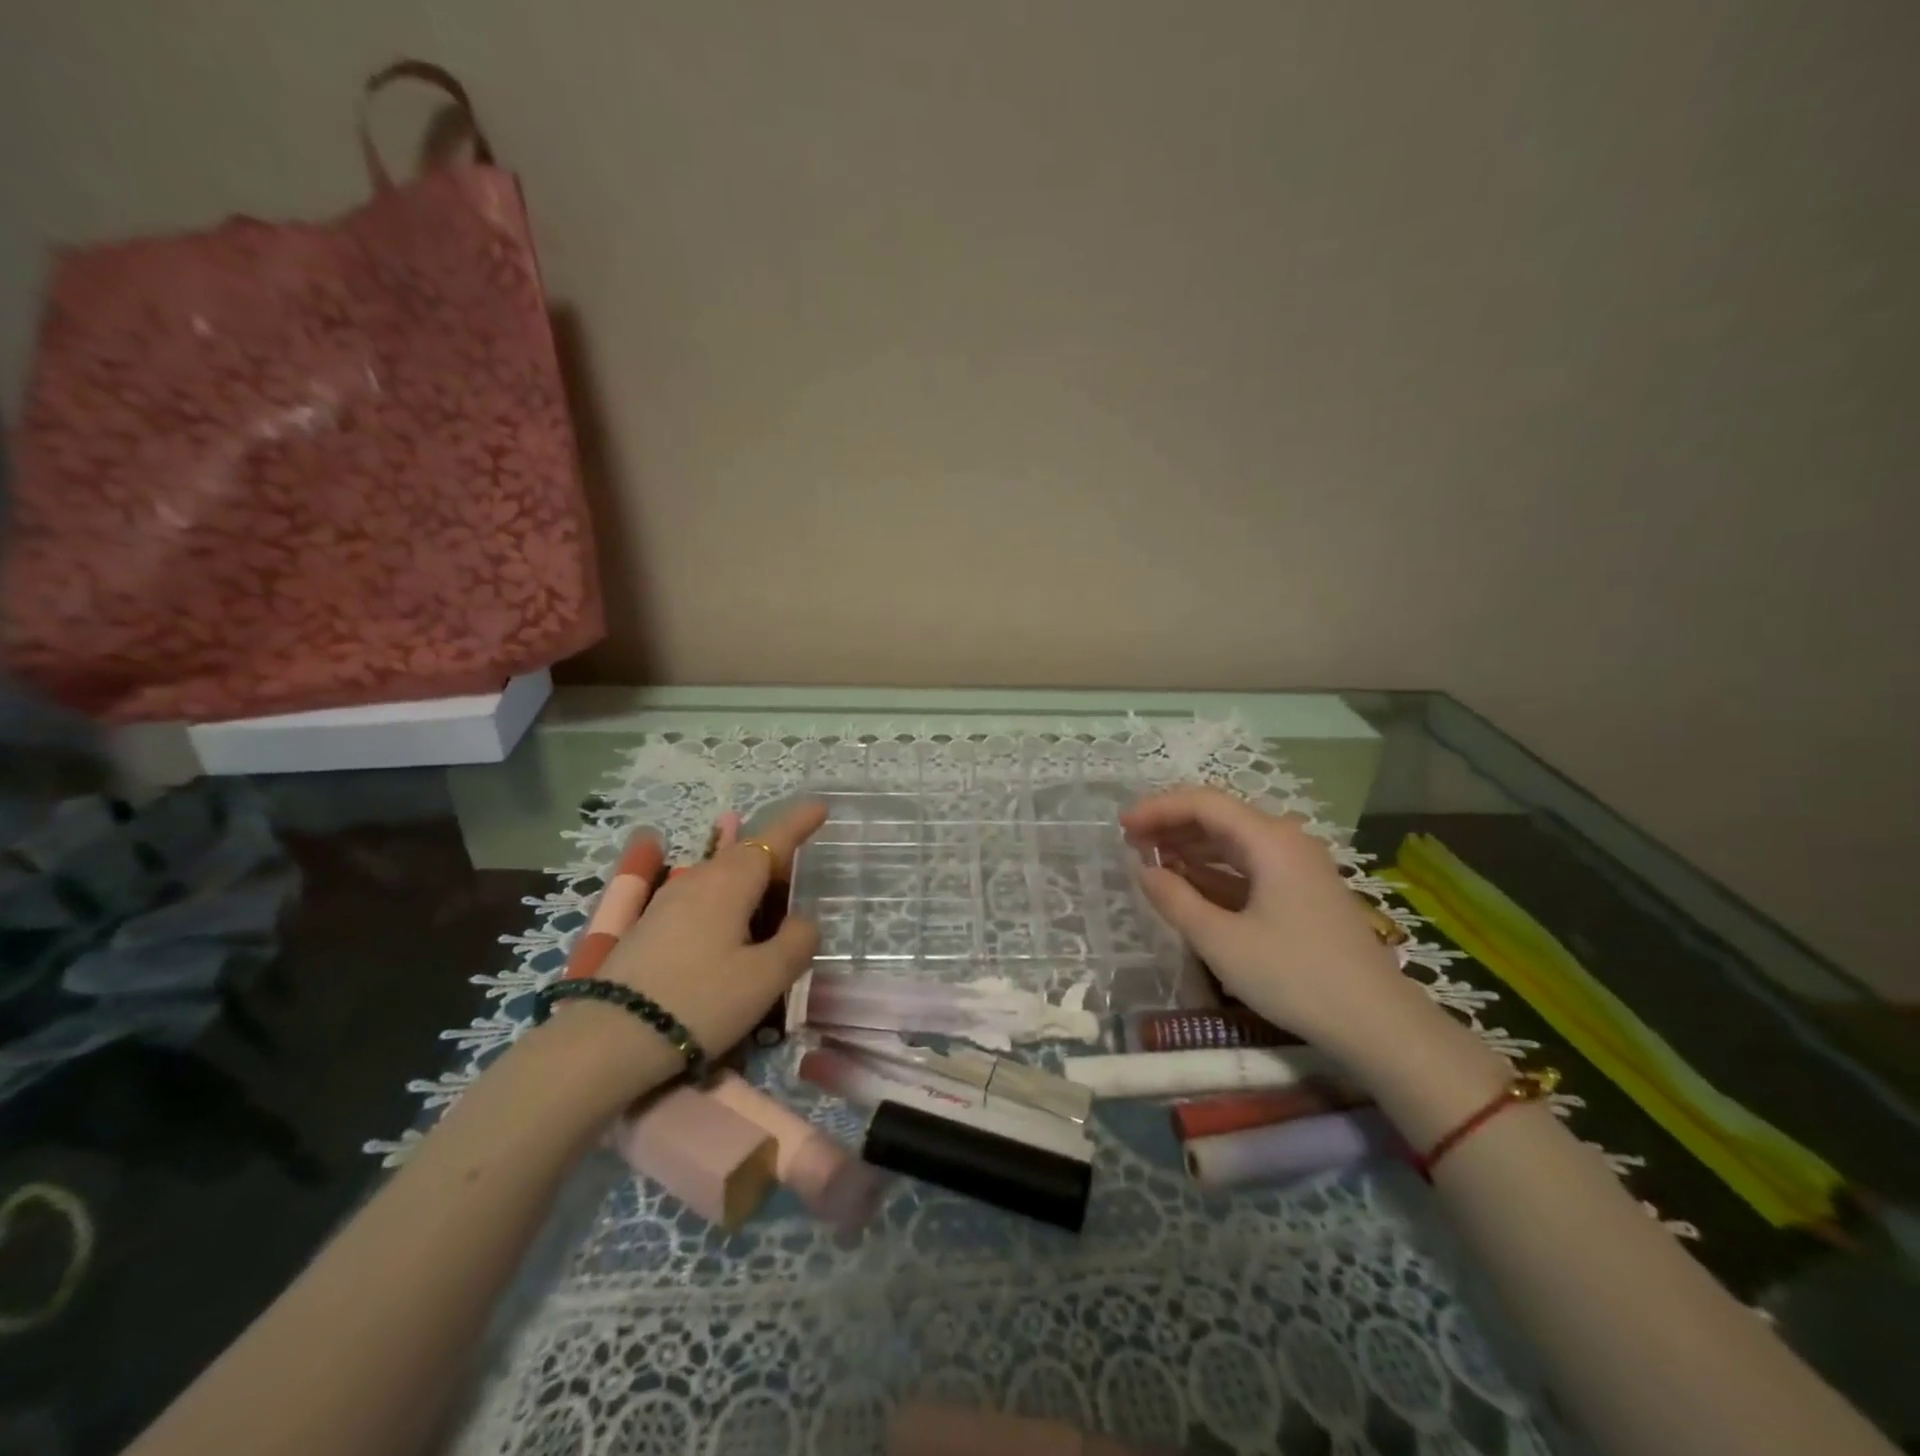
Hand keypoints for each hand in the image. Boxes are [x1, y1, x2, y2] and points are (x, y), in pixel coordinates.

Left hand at [592, 798, 827, 1059]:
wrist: (609, 1039)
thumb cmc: (700, 1001)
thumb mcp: (766, 977)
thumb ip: (797, 941)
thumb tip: (802, 920)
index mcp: (730, 880)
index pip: (773, 839)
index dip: (799, 822)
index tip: (821, 806)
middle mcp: (698, 878)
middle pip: (745, 855)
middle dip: (776, 858)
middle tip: (802, 876)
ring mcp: (668, 900)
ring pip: (721, 876)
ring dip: (751, 883)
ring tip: (770, 906)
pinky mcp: (650, 925)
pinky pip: (702, 897)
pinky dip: (727, 901)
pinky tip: (731, 926)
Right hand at [1120, 787, 1424, 1052]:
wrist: (1377, 1023)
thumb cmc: (1294, 976)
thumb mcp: (1221, 941)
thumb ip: (1175, 900)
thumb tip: (1143, 869)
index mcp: (1270, 841)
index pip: (1204, 803)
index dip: (1158, 809)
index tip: (1121, 827)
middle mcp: (1285, 842)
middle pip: (1219, 817)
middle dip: (1171, 826)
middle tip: (1130, 844)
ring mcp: (1297, 868)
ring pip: (1233, 843)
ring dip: (1190, 848)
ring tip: (1150, 861)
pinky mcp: (1301, 893)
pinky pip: (1248, 868)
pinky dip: (1214, 871)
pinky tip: (1188, 884)